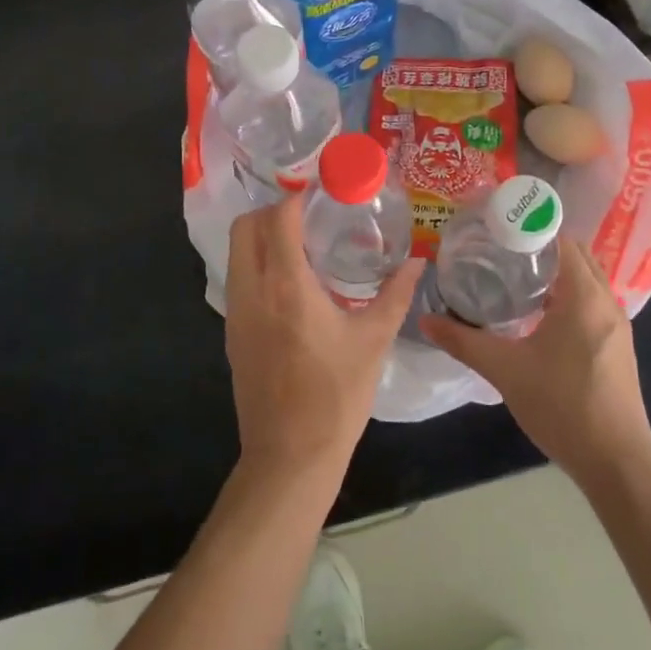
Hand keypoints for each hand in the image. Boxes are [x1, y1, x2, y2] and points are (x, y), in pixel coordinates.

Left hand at [223, 197, 424, 484]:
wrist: (290, 457)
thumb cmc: (336, 396)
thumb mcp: (373, 341)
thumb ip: (396, 295)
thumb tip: (418, 263)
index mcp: (286, 285)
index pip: (279, 218)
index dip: (296, 197)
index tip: (321, 193)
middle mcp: (253, 290)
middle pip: (245, 227)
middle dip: (272, 211)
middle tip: (308, 216)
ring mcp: (236, 312)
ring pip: (236, 252)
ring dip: (261, 237)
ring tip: (302, 245)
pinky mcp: (232, 333)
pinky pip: (238, 279)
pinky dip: (256, 264)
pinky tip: (290, 283)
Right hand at [420, 240, 650, 487]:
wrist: (618, 462)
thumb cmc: (563, 406)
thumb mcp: (505, 370)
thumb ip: (464, 342)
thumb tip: (426, 321)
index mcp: (583, 295)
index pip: (561, 239)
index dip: (530, 227)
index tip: (498, 227)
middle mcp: (605, 301)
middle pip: (576, 254)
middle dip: (542, 246)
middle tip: (501, 249)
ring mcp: (616, 324)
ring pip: (586, 279)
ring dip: (557, 271)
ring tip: (515, 276)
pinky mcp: (618, 345)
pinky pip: (592, 301)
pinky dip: (569, 294)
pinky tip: (539, 314)